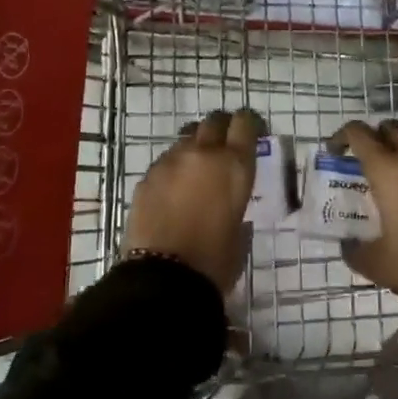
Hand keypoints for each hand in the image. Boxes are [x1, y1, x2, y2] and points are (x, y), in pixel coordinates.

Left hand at [124, 108, 262, 293]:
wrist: (164, 277)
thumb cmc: (214, 261)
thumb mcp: (240, 232)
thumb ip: (236, 204)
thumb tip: (229, 201)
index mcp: (234, 165)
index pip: (245, 123)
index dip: (249, 124)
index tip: (250, 132)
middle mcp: (204, 153)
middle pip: (214, 121)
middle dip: (221, 129)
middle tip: (223, 146)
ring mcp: (171, 160)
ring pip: (187, 137)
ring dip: (195, 147)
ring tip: (196, 169)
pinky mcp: (147, 174)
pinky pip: (166, 160)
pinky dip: (174, 168)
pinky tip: (173, 190)